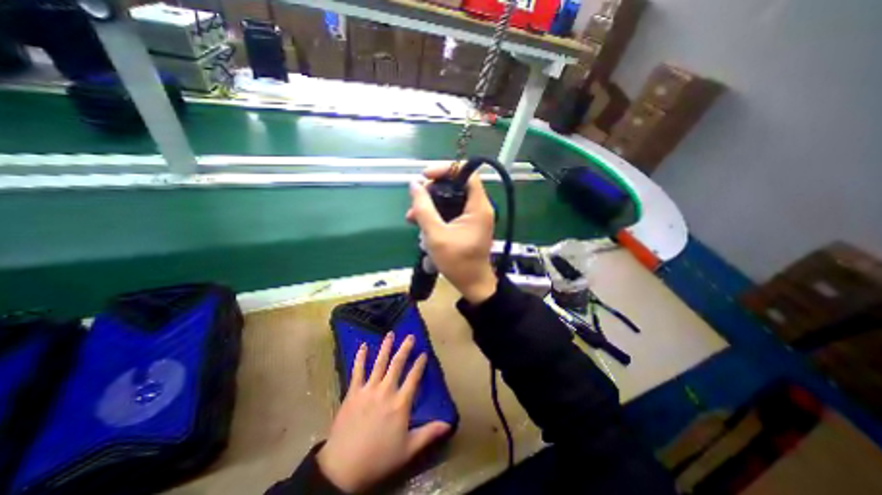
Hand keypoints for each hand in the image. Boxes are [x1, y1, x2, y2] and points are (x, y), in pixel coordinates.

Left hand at [317, 332, 451, 491]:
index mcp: (401, 402)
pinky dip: (360, 357)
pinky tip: (363, 346)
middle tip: (410, 336)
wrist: (344, 467)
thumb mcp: (408, 449)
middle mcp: (386, 390)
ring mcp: (368, 389)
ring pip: (379, 362)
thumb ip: (429, 433)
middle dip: (405, 348)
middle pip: (397, 364)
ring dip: (385, 347)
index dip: (420, 364)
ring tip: (390, 334)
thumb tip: (449, 424)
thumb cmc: (379, 458)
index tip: (424, 353)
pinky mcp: (353, 392)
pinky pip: (357, 371)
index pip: (414, 377)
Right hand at [411, 165, 499, 303]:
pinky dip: (436, 215)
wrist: (472, 284)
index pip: (466, 172)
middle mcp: (478, 207)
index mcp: (478, 206)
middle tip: (415, 202)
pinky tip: (421, 225)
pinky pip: (450, 211)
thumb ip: (424, 208)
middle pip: (456, 185)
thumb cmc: (457, 262)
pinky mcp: (467, 225)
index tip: (425, 176)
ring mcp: (473, 216)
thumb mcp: (436, 235)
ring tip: (412, 218)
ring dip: (430, 205)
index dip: (446, 169)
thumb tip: (414, 185)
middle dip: (432, 191)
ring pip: (450, 199)